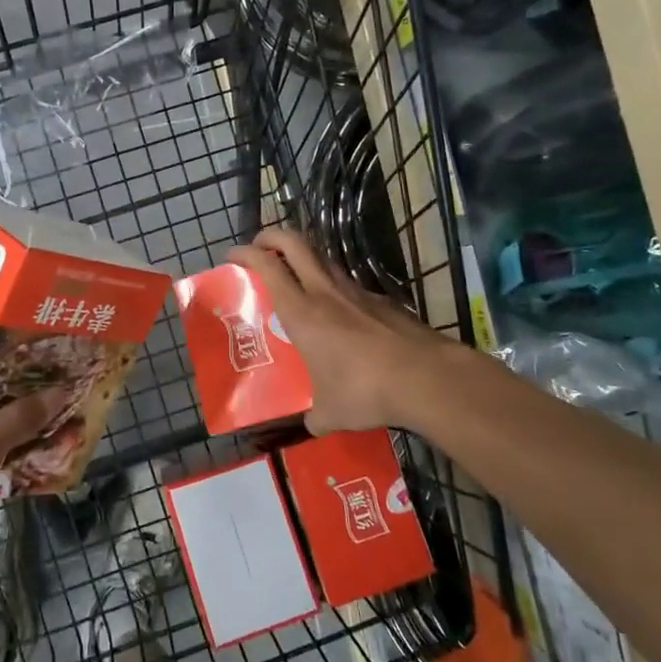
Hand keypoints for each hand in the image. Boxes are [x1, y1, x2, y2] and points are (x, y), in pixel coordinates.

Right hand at [226, 227, 458, 432]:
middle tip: (260, 247)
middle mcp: (326, 292)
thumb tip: (311, 424)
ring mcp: (358, 292)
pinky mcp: (384, 301)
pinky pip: (351, 285)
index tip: (233, 255)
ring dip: (305, 258)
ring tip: (297, 278)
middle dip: (272, 236)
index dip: (247, 253)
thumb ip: (315, 415)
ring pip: (324, 259)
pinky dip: (336, 288)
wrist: (426, 377)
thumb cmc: (365, 390)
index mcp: (302, 312)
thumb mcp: (331, 412)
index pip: (267, 265)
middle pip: (294, 242)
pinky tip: (342, 314)